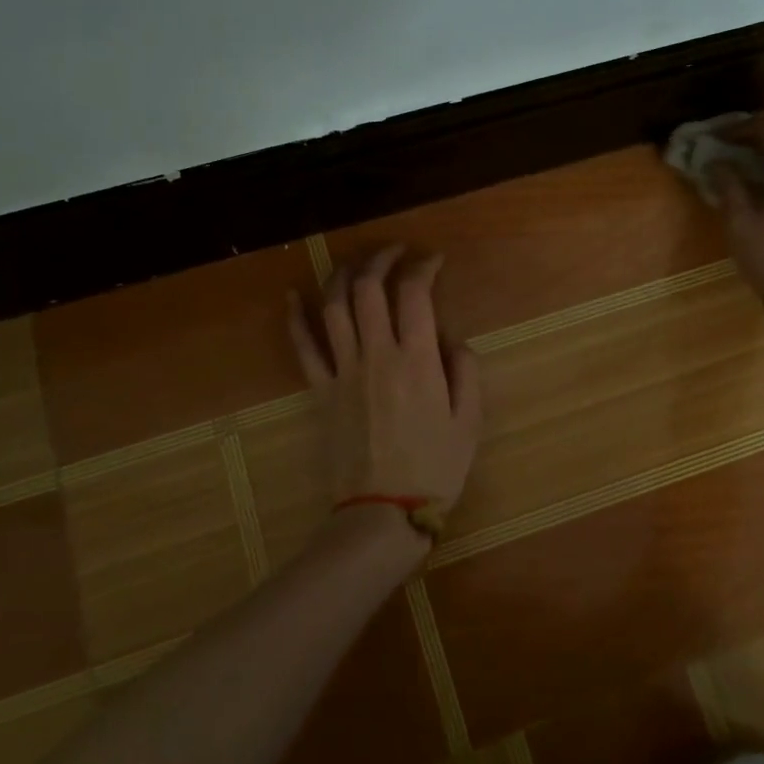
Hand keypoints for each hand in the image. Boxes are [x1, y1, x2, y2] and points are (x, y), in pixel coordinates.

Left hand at [287, 245, 482, 516]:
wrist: (383, 511)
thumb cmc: (435, 468)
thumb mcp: (470, 421)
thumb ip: (465, 371)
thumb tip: (451, 339)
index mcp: (416, 360)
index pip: (414, 294)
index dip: (422, 266)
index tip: (432, 259)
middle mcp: (376, 355)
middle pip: (368, 289)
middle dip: (381, 259)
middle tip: (395, 252)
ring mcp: (343, 370)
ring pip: (334, 307)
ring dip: (342, 275)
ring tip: (355, 262)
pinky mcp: (320, 390)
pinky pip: (303, 347)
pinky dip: (296, 317)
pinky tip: (293, 294)